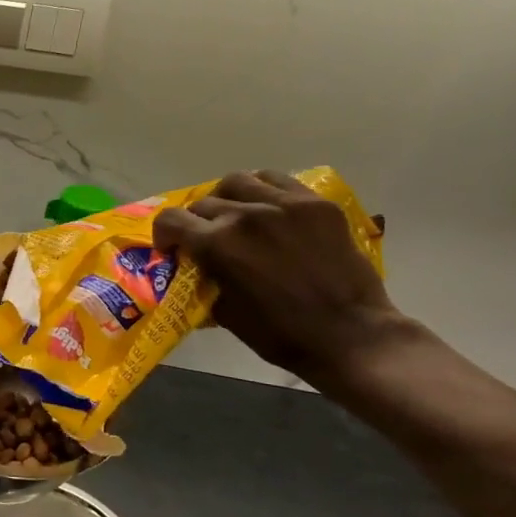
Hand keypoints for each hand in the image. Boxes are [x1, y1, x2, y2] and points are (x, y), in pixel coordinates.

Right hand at [152, 170, 412, 384]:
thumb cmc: (281, 334)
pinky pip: (278, 180)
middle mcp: (246, 214)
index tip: (172, 248)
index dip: (164, 234)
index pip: (171, 220)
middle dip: (196, 222)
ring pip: (237, 181)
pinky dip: (263, 189)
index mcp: (218, 244)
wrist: (351, 335)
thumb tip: (196, 267)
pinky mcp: (315, 204)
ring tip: (236, 214)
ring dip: (226, 197)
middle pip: (203, 203)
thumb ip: (205, 278)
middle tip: (206, 239)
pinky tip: (268, 207)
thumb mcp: (224, 311)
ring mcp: (284, 204)